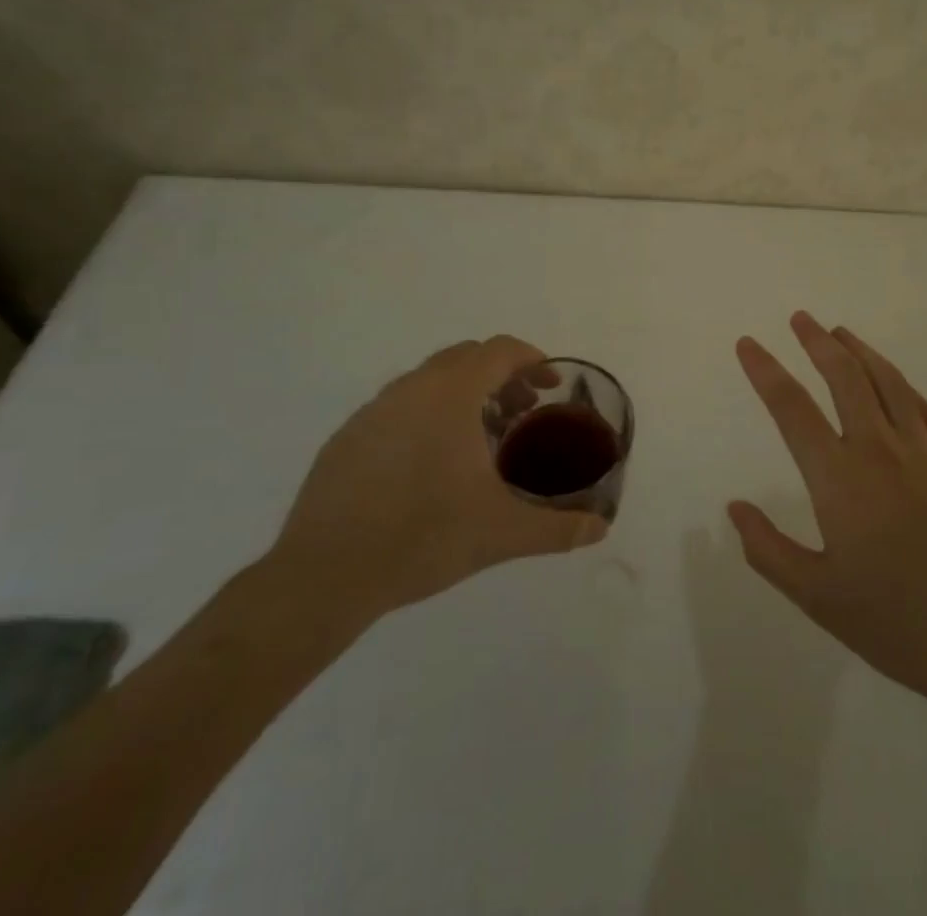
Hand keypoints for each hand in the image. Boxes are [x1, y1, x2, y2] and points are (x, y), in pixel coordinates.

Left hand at [266, 336, 607, 639]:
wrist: (325, 576)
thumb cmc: (423, 537)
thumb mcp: (501, 533)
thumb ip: (558, 528)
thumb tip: (601, 529)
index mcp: (450, 393)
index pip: (500, 351)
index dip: (532, 361)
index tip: (550, 387)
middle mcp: (410, 388)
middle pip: (466, 358)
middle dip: (501, 377)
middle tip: (522, 414)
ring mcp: (372, 410)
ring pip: (429, 382)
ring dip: (463, 396)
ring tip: (480, 441)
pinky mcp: (346, 437)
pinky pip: (399, 408)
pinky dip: (427, 416)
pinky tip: (429, 467)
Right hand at [728, 312, 926, 708]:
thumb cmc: (894, 622)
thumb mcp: (816, 597)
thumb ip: (768, 550)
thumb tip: (735, 507)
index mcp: (839, 478)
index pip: (791, 409)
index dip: (765, 371)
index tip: (747, 344)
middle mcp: (879, 450)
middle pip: (845, 378)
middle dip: (817, 343)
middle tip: (800, 318)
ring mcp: (924, 454)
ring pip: (888, 383)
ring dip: (861, 351)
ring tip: (840, 332)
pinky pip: (926, 410)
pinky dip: (904, 386)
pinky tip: (896, 383)